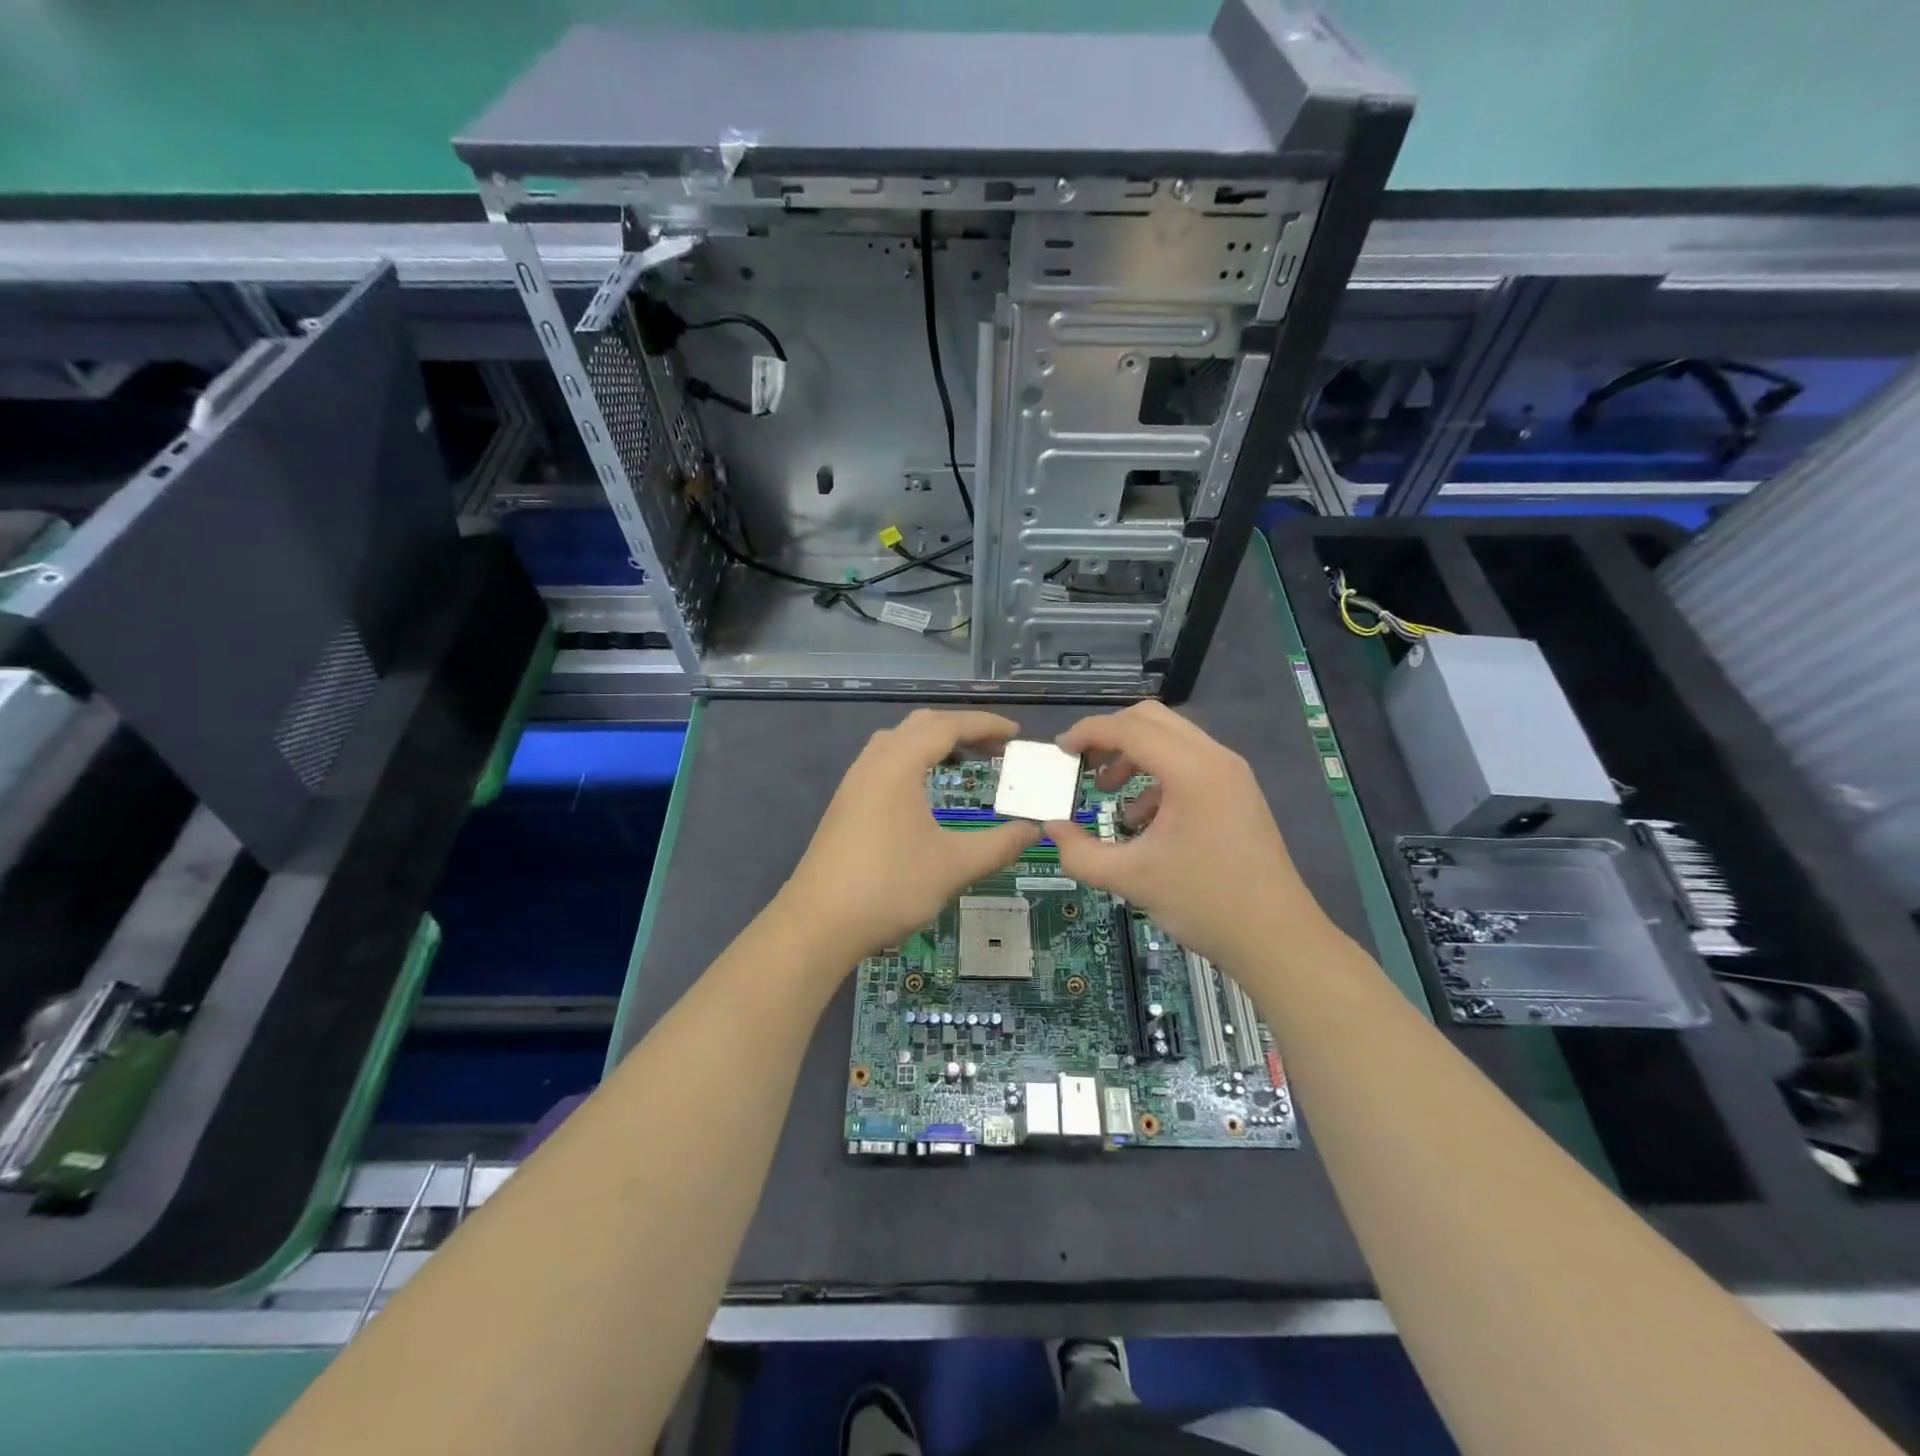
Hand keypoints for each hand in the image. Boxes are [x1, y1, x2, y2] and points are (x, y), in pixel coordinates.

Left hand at [780, 709, 1040, 965]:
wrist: (817, 924)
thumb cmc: (889, 887)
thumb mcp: (954, 866)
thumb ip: (999, 845)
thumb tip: (1033, 830)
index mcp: (898, 764)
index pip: (947, 725)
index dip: (985, 725)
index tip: (1016, 735)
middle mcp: (873, 763)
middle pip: (921, 725)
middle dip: (961, 729)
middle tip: (995, 750)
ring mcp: (854, 782)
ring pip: (898, 742)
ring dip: (933, 743)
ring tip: (963, 763)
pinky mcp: (845, 804)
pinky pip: (884, 762)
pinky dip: (913, 761)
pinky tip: (924, 792)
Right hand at [1044, 702, 1318, 969]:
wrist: (1277, 939)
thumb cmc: (1205, 903)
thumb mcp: (1131, 879)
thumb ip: (1080, 852)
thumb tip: (1051, 828)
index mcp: (1192, 771)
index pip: (1130, 728)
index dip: (1089, 732)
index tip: (1059, 751)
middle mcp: (1216, 759)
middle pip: (1152, 720)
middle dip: (1110, 735)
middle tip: (1081, 763)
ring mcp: (1231, 774)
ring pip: (1172, 740)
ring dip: (1133, 755)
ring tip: (1106, 790)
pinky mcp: (1237, 793)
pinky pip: (1189, 764)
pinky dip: (1156, 776)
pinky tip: (1140, 819)